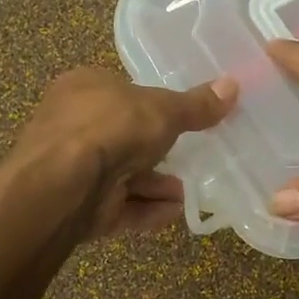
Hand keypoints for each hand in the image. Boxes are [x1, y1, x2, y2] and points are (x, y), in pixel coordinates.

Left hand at [9, 68, 237, 238]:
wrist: (64, 184)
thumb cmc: (110, 128)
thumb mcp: (163, 110)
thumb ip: (196, 105)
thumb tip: (234, 86)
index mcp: (84, 88)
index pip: (120, 92)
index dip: (151, 105)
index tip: (180, 120)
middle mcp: (73, 125)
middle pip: (124, 138)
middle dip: (158, 154)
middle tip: (191, 160)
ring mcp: (73, 169)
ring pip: (123, 176)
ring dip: (157, 186)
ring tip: (188, 193)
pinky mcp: (78, 206)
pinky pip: (119, 206)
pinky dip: (147, 210)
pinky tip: (174, 212)